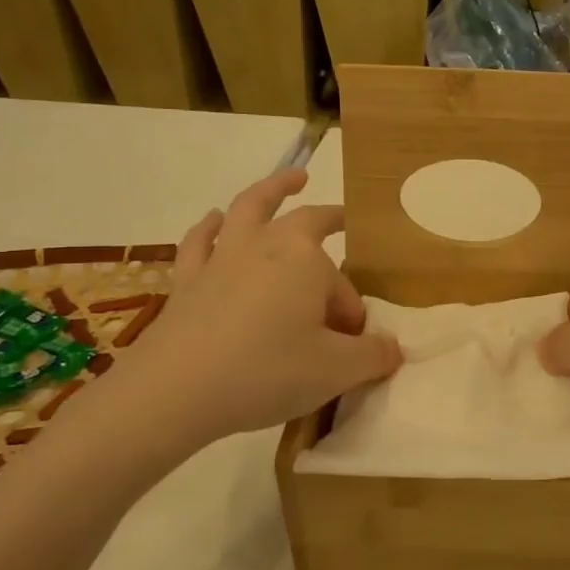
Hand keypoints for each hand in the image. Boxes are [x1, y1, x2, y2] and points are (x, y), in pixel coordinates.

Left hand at [49, 169, 400, 485]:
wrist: (176, 390)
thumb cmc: (267, 372)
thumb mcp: (337, 371)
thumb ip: (373, 355)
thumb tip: (393, 348)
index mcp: (306, 259)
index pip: (343, 285)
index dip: (352, 313)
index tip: (354, 345)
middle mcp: (265, 245)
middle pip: (304, 221)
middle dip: (327, 218)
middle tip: (342, 218)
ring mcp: (222, 258)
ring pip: (249, 210)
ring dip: (272, 191)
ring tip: (290, 179)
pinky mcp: (188, 279)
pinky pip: (201, 241)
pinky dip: (211, 227)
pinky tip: (214, 221)